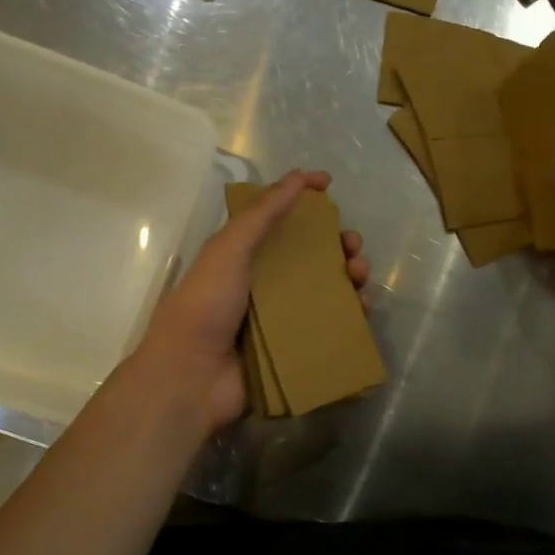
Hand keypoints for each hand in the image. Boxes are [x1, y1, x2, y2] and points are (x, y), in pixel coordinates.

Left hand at [137, 170, 371, 433]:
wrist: (192, 378)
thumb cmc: (206, 305)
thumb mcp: (229, 249)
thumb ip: (263, 213)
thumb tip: (300, 177)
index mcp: (246, 257)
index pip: (282, 222)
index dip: (305, 202)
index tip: (329, 187)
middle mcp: (267, 285)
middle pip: (313, 257)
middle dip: (339, 246)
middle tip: (353, 248)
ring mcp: (283, 319)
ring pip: (328, 291)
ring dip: (350, 278)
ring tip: (360, 278)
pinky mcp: (296, 350)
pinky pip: (330, 328)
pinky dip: (350, 316)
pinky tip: (362, 311)